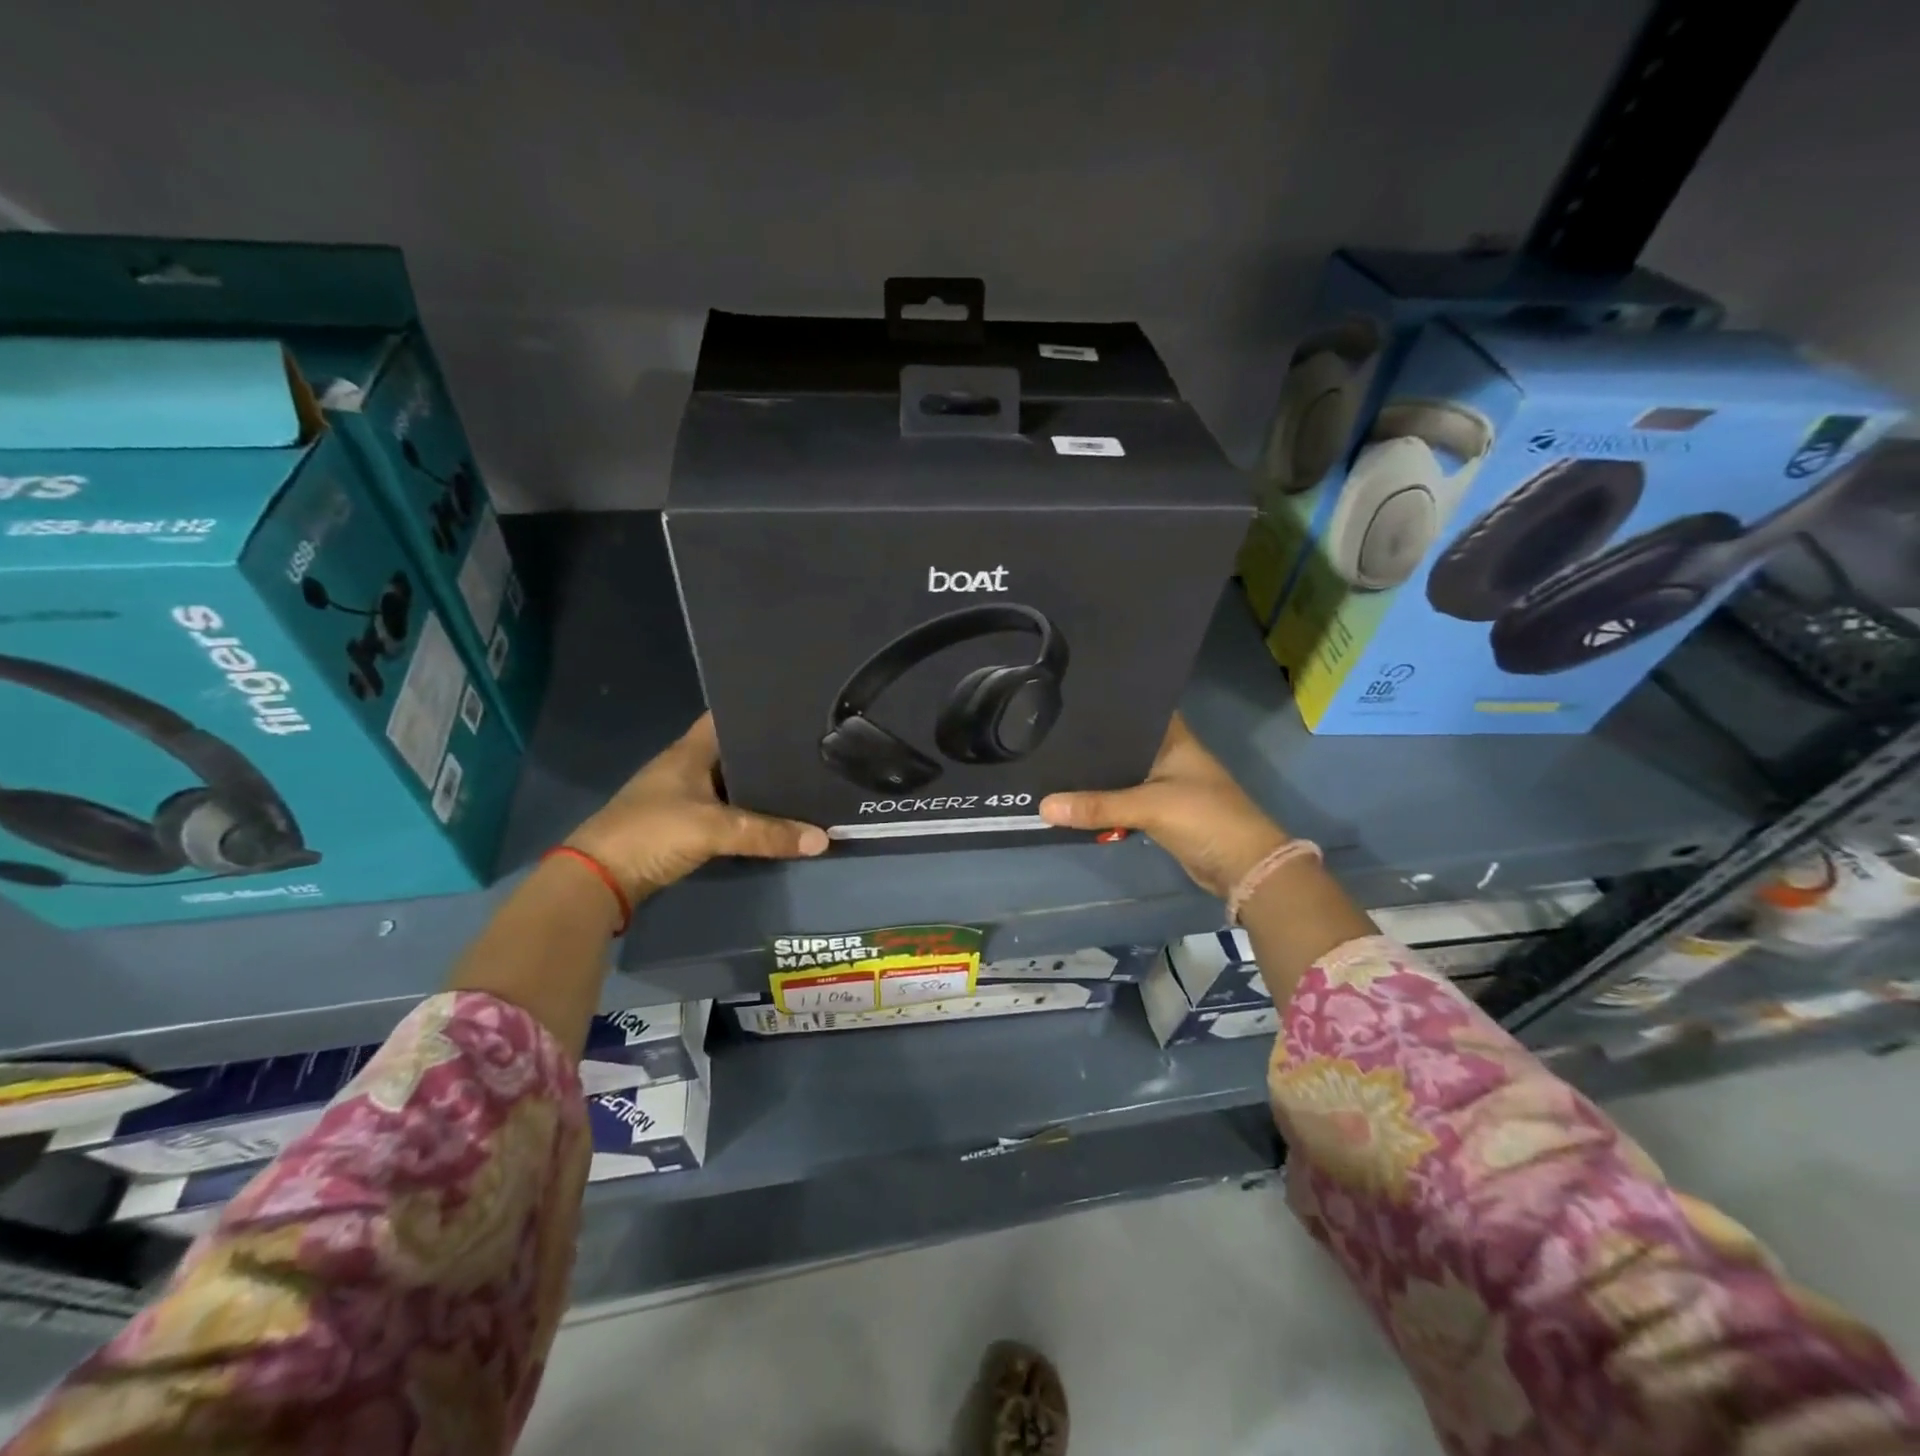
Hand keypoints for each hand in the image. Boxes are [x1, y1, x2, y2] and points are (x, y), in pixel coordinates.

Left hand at [565, 713, 827, 900]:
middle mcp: (687, 767)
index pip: (727, 717)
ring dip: (758, 784)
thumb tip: (823, 839)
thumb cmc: (652, 833)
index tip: (795, 710)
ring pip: (731, 782)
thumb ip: (767, 833)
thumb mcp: (713, 829)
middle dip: (768, 750)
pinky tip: (774, 814)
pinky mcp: (683, 824)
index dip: (756, 710)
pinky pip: (725, 809)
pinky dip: (747, 811)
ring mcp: (683, 796)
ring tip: (804, 778)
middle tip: (812, 748)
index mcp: (689, 752)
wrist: (599, 878)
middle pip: (734, 751)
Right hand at [1039, 714, 1287, 899]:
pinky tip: (1075, 798)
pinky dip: (1104, 802)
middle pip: (1123, 744)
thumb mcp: (1149, 806)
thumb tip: (1042, 807)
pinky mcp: (1159, 812)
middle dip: (1092, 744)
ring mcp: (1164, 785)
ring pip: (1121, 774)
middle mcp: (1168, 756)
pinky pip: (1124, 801)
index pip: (1136, 711)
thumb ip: (1097, 806)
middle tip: (1048, 734)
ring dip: (1096, 776)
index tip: (1070, 699)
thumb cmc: (1204, 818)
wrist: (1243, 866)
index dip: (1109, 705)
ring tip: (1052, 763)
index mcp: (1174, 739)